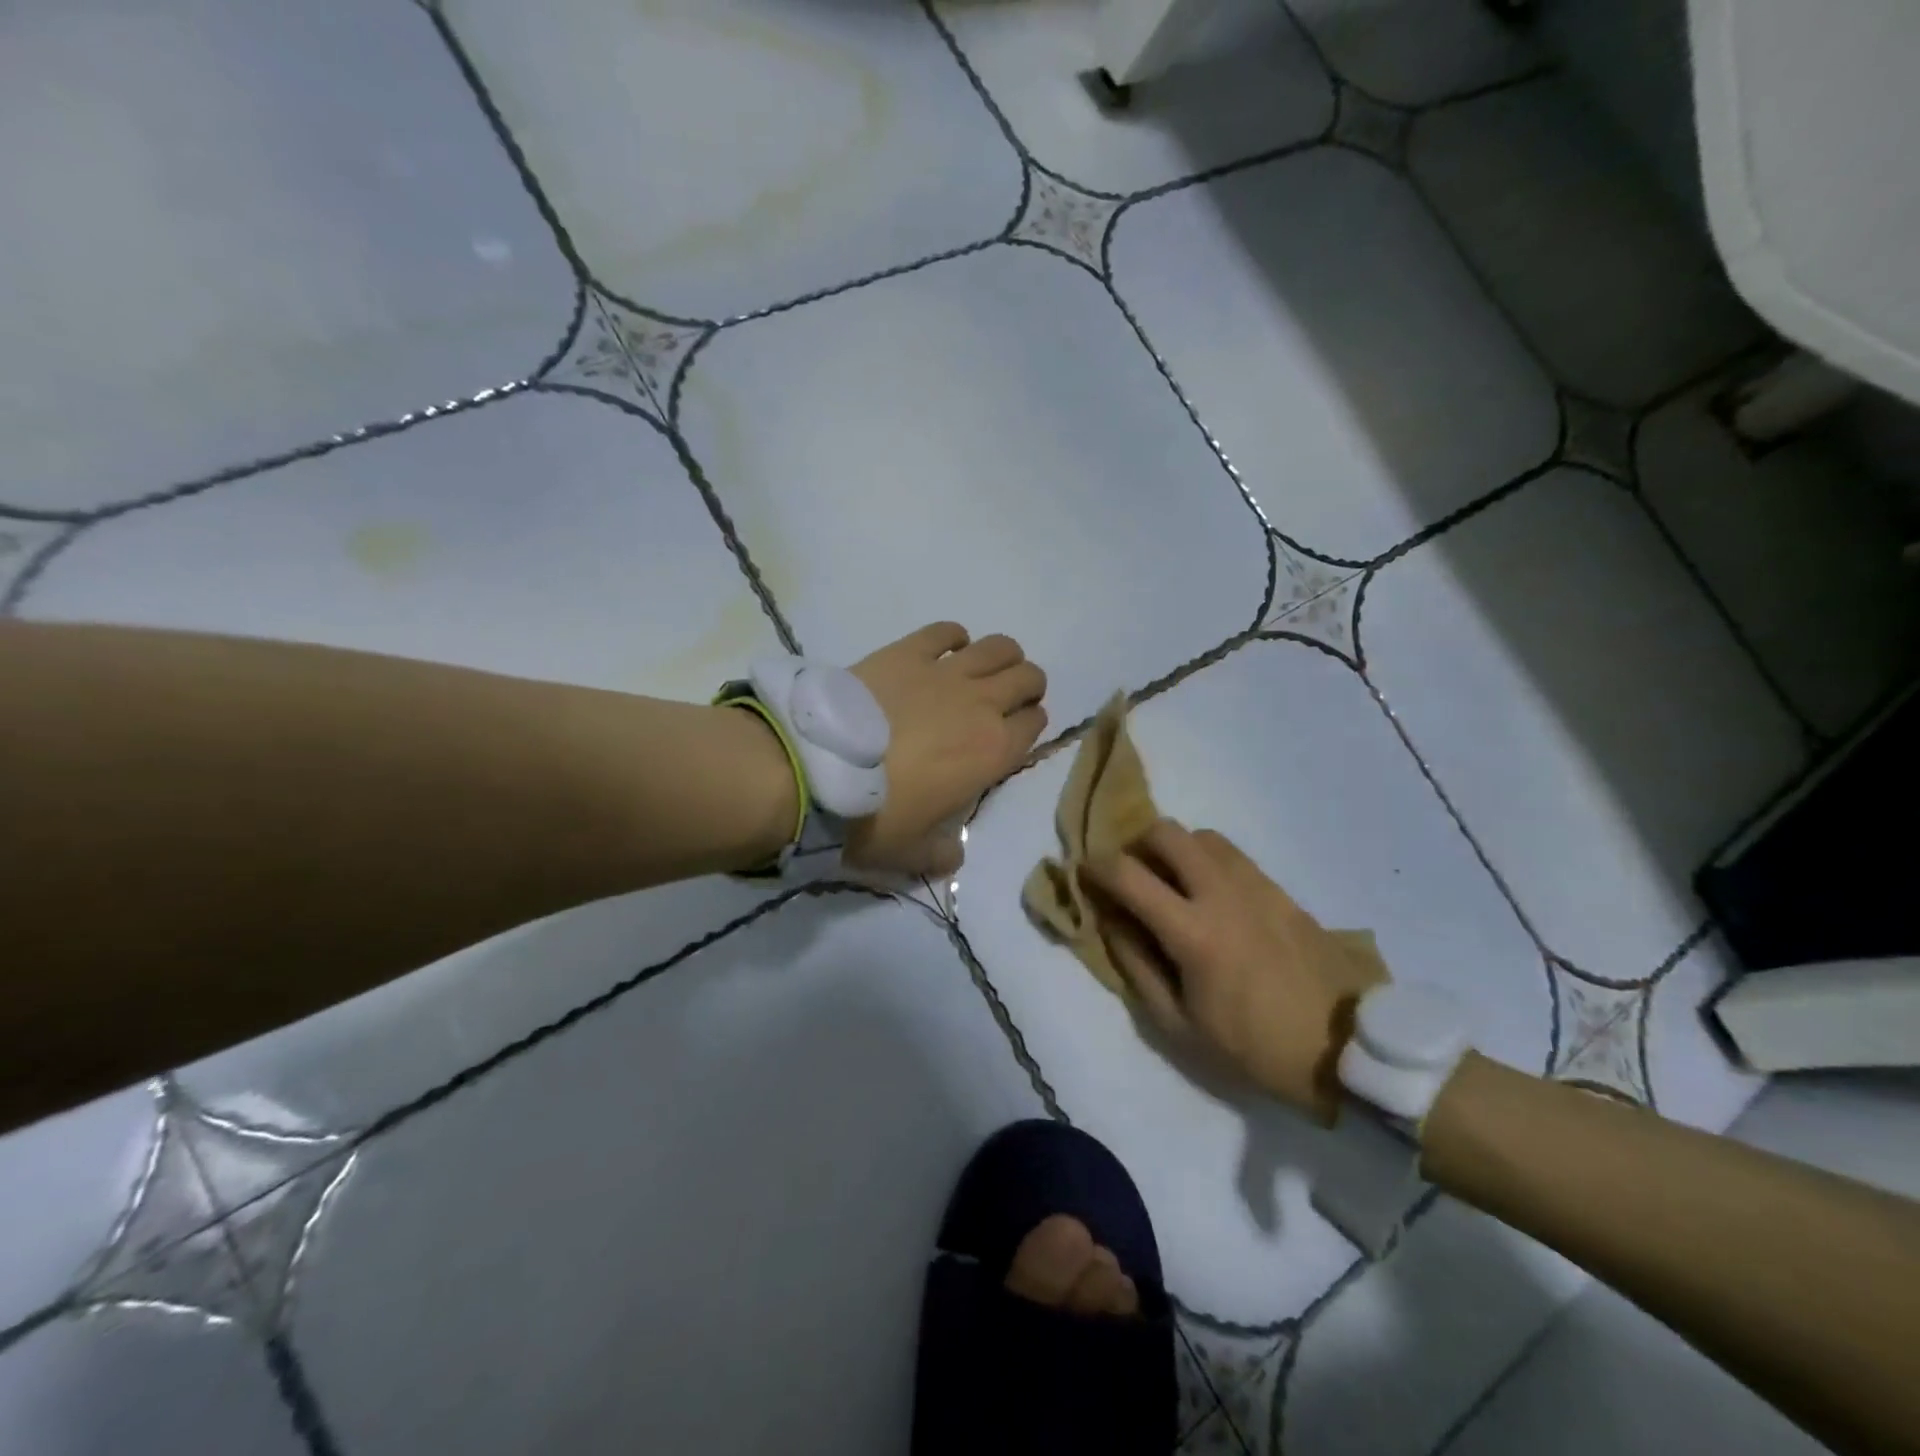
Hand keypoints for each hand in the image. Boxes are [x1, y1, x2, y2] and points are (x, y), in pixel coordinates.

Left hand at [844, 622, 1046, 876]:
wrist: (818, 770)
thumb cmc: (874, 817)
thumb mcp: (913, 853)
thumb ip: (942, 853)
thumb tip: (953, 854)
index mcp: (993, 751)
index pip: (1035, 724)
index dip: (1029, 725)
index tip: (1013, 733)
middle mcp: (980, 704)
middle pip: (1027, 678)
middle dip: (1026, 687)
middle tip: (1004, 700)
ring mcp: (945, 672)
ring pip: (998, 647)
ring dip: (1002, 656)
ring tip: (984, 670)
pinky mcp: (907, 651)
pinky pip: (944, 631)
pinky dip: (953, 637)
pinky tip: (944, 650)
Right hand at [1083, 820, 1385, 1123]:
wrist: (1345, 1046)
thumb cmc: (1254, 1047)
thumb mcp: (1180, 1027)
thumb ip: (1137, 966)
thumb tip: (1111, 921)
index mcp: (1193, 932)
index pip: (1128, 874)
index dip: (1096, 867)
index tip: (1085, 873)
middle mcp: (1222, 893)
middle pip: (1167, 832)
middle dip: (1136, 844)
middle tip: (1132, 875)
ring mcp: (1257, 885)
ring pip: (1202, 836)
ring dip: (1175, 849)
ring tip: (1172, 883)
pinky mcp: (1280, 889)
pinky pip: (1232, 855)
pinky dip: (1207, 860)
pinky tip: (1211, 895)